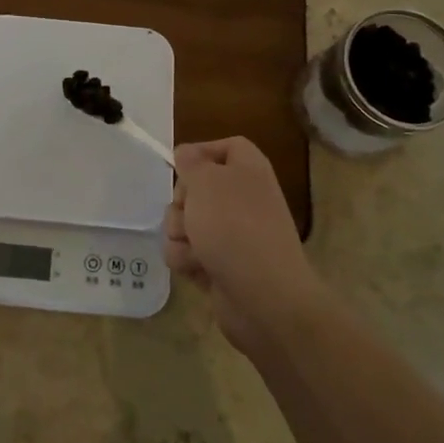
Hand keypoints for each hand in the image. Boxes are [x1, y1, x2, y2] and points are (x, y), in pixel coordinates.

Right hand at [165, 136, 322, 356]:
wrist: (263, 296)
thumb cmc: (234, 227)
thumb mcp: (206, 181)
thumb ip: (191, 162)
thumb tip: (187, 154)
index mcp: (249, 171)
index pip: (227, 146)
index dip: (202, 152)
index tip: (180, 165)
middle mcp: (242, 199)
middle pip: (196, 188)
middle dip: (181, 202)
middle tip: (188, 212)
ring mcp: (232, 235)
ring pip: (185, 223)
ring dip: (180, 235)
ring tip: (196, 249)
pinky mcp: (219, 264)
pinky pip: (187, 253)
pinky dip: (187, 260)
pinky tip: (199, 269)